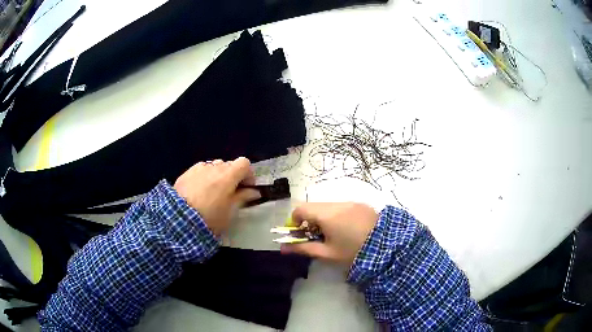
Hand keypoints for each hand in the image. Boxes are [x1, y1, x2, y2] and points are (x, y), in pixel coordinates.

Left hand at [174, 157, 260, 235]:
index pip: (244, 163)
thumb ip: (243, 197)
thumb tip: (254, 191)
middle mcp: (214, 167)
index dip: (248, 174)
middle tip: (230, 192)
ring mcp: (199, 168)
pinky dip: (204, 176)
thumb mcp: (230, 211)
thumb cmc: (210, 217)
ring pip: (214, 166)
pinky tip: (199, 190)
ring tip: (213, 191)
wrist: (179, 219)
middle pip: (229, 164)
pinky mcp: (187, 172)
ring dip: (218, 175)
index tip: (246, 187)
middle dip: (233, 176)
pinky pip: (201, 169)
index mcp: (228, 175)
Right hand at [281, 202, 378, 265]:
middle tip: (316, 236)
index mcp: (326, 214)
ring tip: (332, 234)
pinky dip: (336, 215)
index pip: (300, 209)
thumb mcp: (327, 253)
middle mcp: (337, 203)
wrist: (387, 247)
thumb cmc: (353, 252)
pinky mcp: (361, 204)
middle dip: (309, 220)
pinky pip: (342, 206)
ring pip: (328, 206)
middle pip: (314, 206)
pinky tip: (346, 229)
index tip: (299, 234)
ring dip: (323, 217)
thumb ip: (303, 248)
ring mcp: (351, 202)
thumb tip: (283, 248)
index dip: (294, 221)